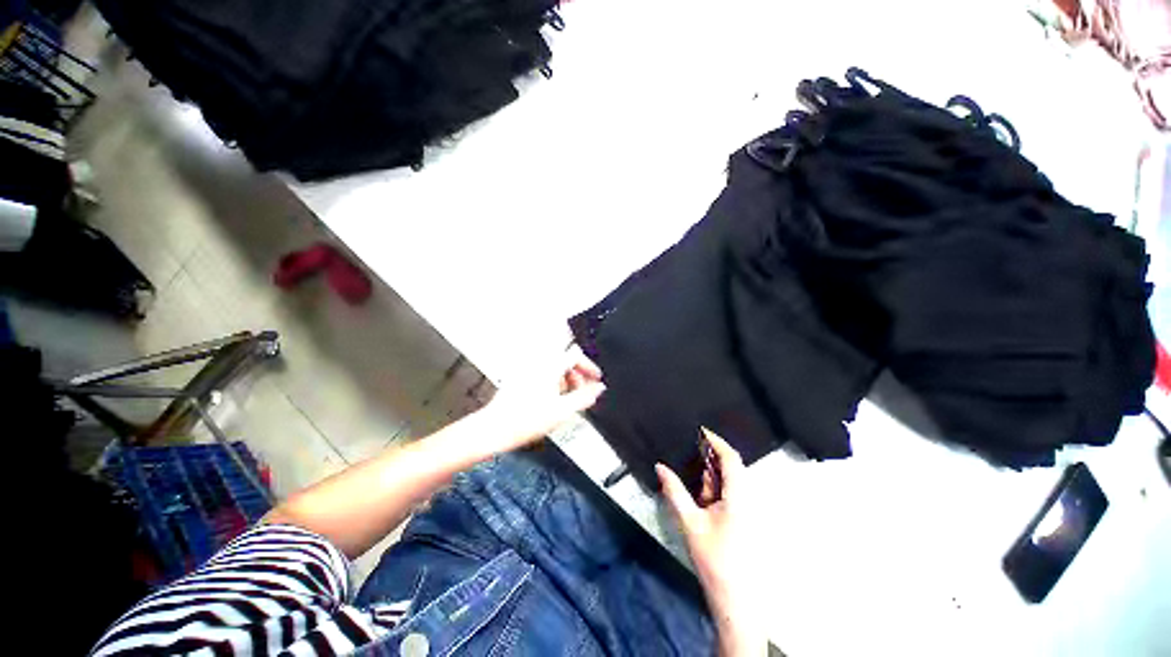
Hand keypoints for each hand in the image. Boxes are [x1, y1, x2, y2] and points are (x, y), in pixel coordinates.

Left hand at [476, 345, 605, 452]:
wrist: (494, 430)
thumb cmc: (523, 421)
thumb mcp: (563, 411)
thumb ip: (585, 397)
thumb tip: (598, 388)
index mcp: (549, 366)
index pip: (576, 355)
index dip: (589, 366)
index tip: (595, 379)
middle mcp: (537, 363)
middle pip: (565, 360)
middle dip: (578, 375)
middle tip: (583, 392)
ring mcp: (527, 370)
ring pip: (554, 367)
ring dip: (566, 380)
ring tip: (567, 400)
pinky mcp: (520, 378)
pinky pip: (543, 373)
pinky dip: (553, 383)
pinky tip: (552, 401)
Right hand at [657, 429, 761, 656]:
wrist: (735, 601)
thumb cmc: (714, 559)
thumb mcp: (690, 522)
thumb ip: (674, 491)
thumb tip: (660, 467)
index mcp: (739, 496)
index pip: (731, 458)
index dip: (716, 441)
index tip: (700, 430)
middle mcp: (747, 499)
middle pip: (730, 468)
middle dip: (708, 463)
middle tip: (689, 462)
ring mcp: (747, 510)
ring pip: (728, 483)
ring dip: (710, 480)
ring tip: (694, 486)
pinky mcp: (744, 520)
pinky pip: (729, 496)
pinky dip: (714, 492)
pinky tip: (701, 501)